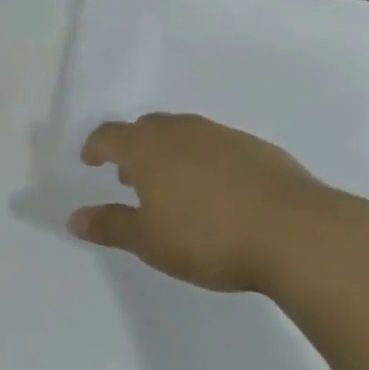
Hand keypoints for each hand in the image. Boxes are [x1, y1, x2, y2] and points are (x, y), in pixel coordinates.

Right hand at [68, 113, 368, 293]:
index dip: (96, 146)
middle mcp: (182, 130)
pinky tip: (217, 191)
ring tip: (173, 185)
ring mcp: (222, 135)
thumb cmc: (208, 237)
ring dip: (169, 152)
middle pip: (147, 128)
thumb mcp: (150, 241)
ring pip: (184, 133)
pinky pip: (216, 145)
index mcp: (149, 147)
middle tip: (130, 177)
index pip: (110, 134)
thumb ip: (111, 226)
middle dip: (133, 148)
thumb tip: (74, 218)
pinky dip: (204, 159)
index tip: (91, 161)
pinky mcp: (256, 147)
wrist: (294, 231)